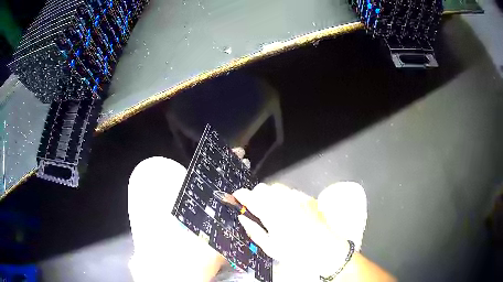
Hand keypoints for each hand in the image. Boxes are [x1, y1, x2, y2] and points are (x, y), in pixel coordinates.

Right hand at [233, 183, 351, 279]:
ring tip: (273, 209)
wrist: (326, 249)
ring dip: (270, 195)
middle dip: (256, 195)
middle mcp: (284, 201)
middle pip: (263, 188)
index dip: (241, 195)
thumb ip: (254, 230)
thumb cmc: (296, 252)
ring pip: (277, 187)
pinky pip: (291, 191)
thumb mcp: (271, 247)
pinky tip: (289, 210)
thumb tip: (242, 218)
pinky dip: (284, 197)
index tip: (237, 198)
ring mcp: (298, 197)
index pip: (251, 196)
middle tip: (256, 208)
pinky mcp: (308, 198)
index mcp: (272, 214)